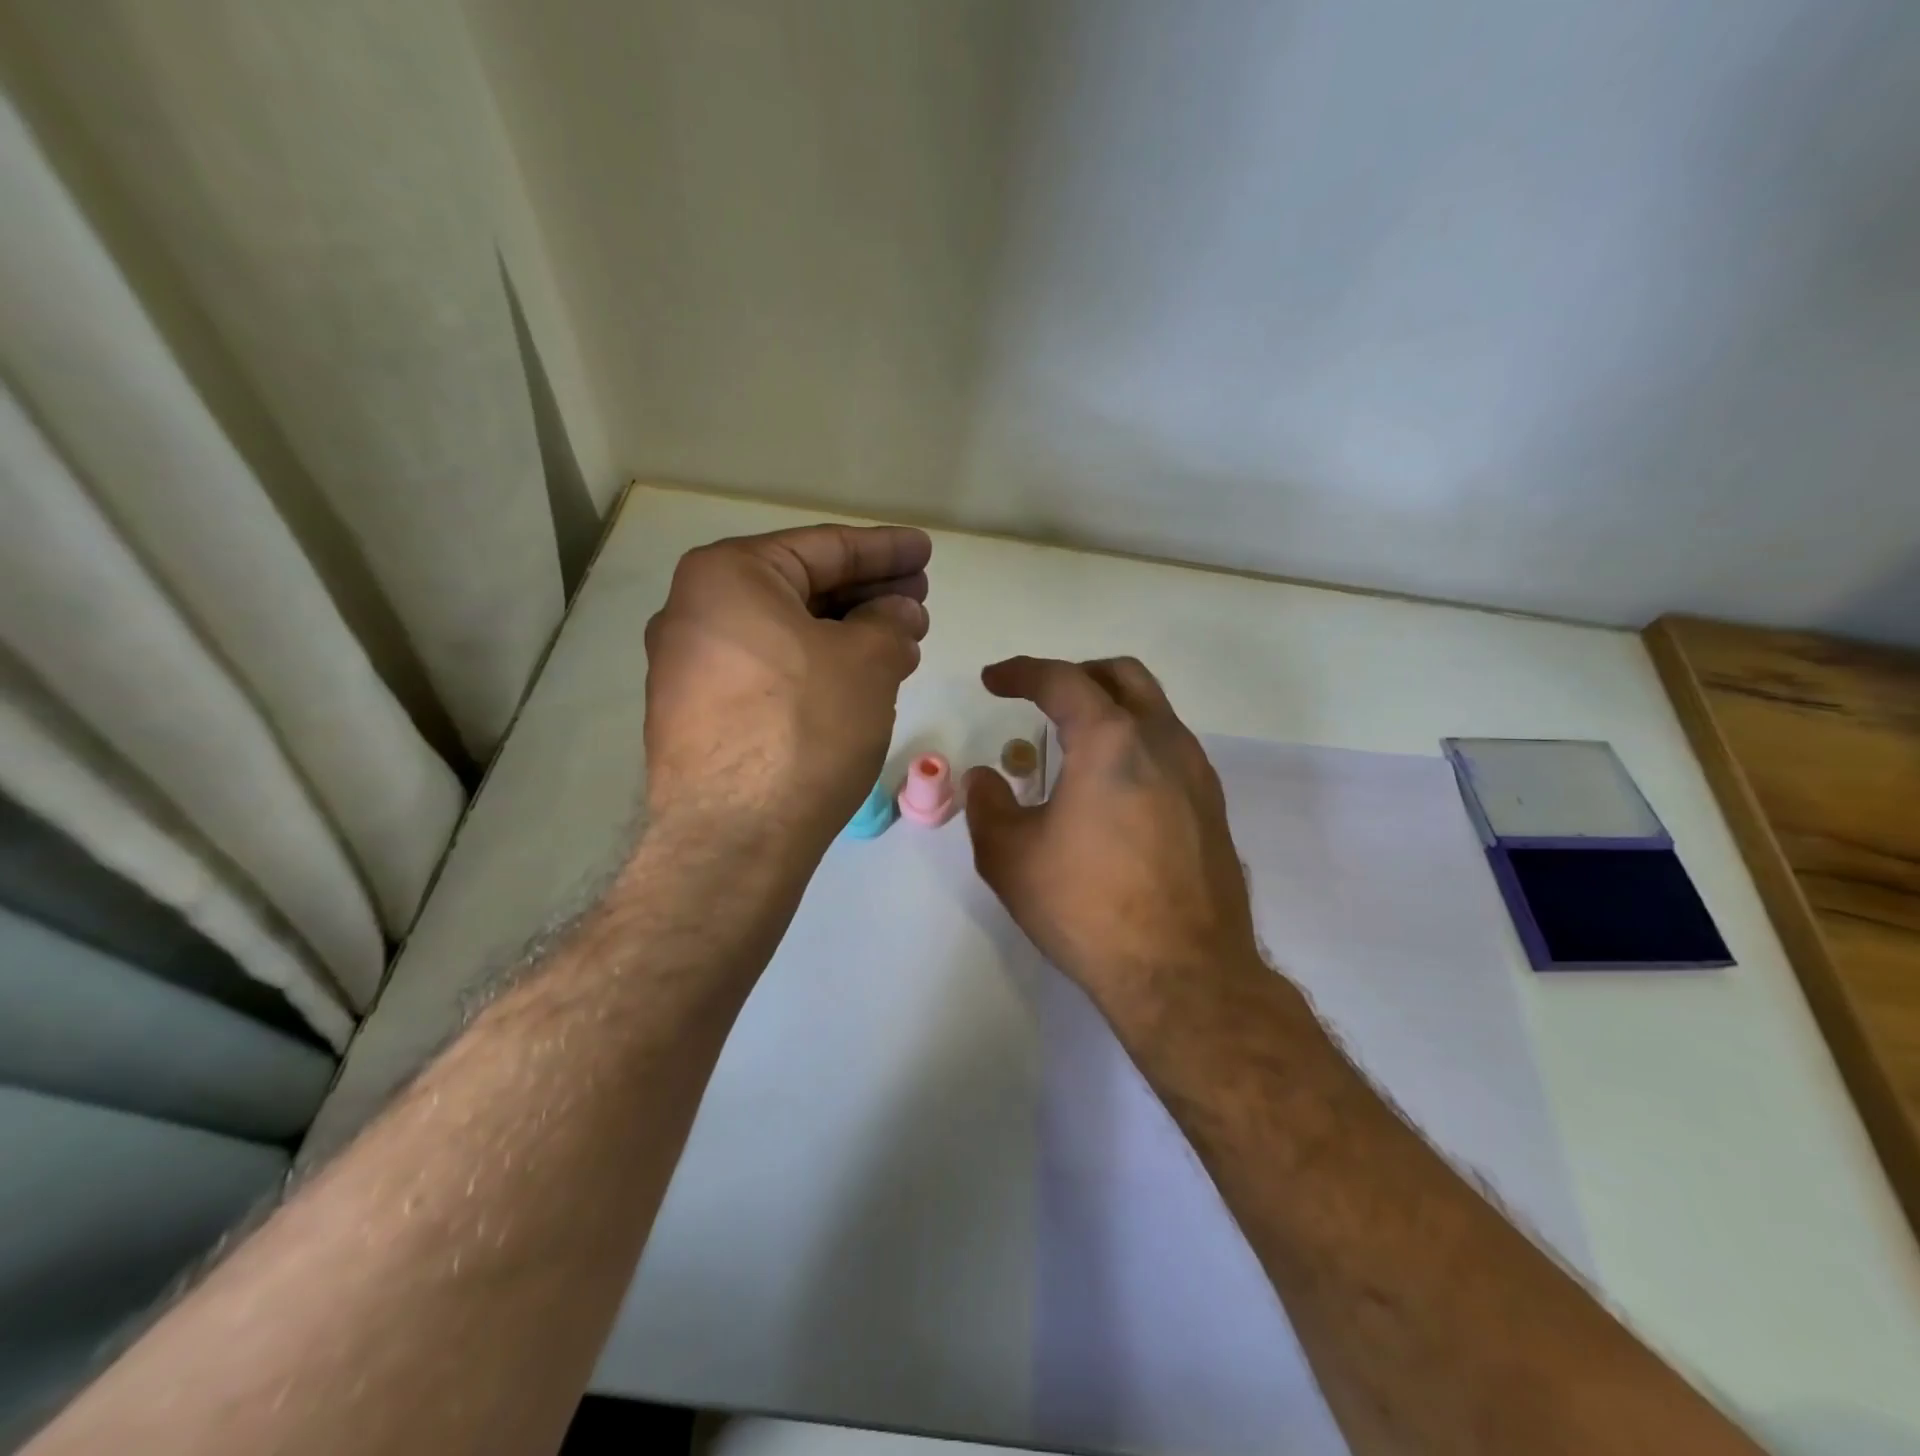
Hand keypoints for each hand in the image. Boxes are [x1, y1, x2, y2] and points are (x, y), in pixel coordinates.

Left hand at [643, 525, 931, 851]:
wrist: (734, 840)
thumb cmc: (805, 728)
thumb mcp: (867, 662)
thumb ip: (890, 622)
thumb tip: (898, 614)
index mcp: (728, 576)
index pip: (823, 546)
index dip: (885, 548)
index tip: (925, 551)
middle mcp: (694, 611)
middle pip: (800, 588)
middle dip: (867, 593)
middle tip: (919, 600)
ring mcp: (688, 667)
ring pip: (786, 633)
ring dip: (847, 634)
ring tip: (902, 642)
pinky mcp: (696, 715)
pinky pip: (768, 671)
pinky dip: (816, 666)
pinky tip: (858, 680)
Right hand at [963, 656, 1265, 1024]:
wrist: (1184, 973)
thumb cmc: (1088, 908)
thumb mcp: (1011, 857)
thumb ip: (988, 806)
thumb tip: (985, 778)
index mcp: (1111, 740)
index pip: (1062, 680)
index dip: (1021, 673)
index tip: (993, 681)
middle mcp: (1163, 741)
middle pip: (1122, 677)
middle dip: (1076, 676)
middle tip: (1042, 697)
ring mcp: (1196, 774)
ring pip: (1154, 711)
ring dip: (1112, 709)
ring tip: (1075, 744)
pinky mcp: (1212, 807)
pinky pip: (1171, 749)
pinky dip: (1136, 744)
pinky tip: (1113, 788)